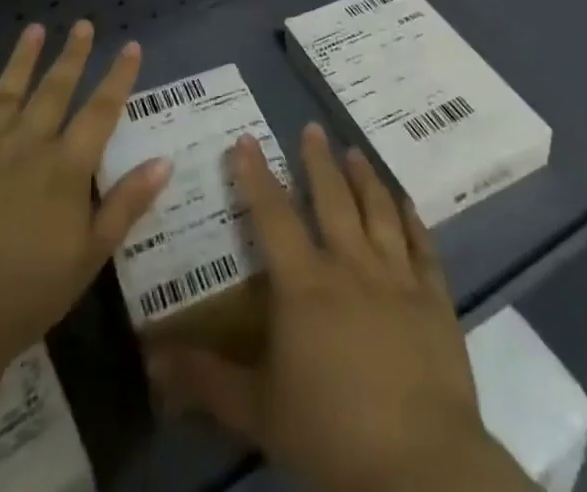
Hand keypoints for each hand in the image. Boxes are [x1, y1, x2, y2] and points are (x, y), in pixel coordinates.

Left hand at [0, 21, 173, 371]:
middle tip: (82, 24)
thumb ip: (126, 204)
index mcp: (65, 167)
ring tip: (35, 28)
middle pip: (54, 91)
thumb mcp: (89, 256)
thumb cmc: (25, 295)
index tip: (130, 46)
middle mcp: (26, 145)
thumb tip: (164, 160)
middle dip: (72, 56)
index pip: (100, 111)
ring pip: (5, 93)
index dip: (118, 77)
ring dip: (22, 59)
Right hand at [152, 125, 528, 491]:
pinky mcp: (433, 297)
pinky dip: (412, 218)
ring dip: (365, 177)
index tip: (246, 140)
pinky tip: (406, 201)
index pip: (273, 215)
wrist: (418, 462)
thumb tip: (152, 360)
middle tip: (312, 128)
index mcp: (304, 284)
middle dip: (318, 160)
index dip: (256, 176)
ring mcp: (396, 276)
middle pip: (332, 199)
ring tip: (355, 151)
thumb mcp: (258, 411)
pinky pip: (422, 245)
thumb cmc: (331, 433)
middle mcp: (350, 264)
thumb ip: (206, 380)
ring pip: (378, 210)